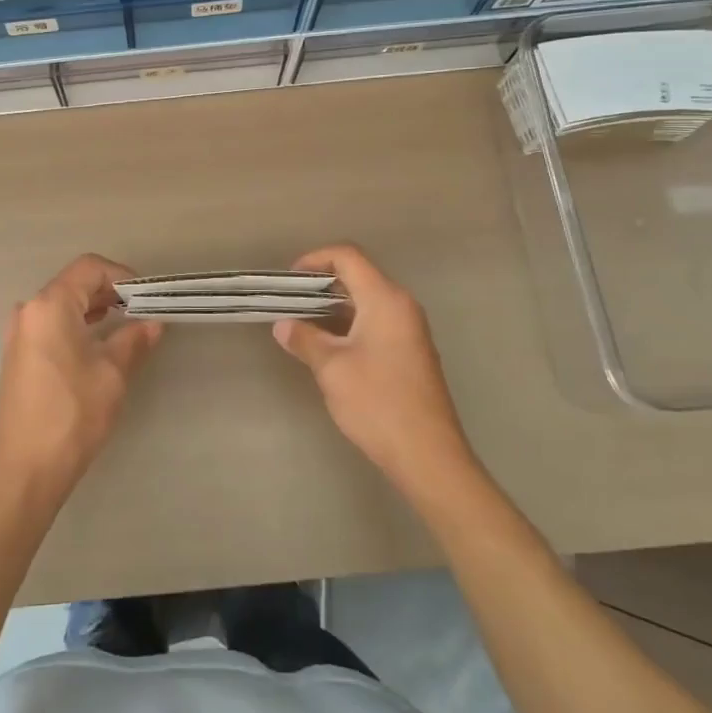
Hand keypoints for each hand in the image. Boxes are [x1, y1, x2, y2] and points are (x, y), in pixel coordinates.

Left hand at [0, 254, 162, 503]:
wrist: (26, 469)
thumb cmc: (73, 414)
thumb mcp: (112, 374)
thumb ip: (134, 340)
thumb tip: (153, 324)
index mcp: (50, 305)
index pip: (89, 268)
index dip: (122, 276)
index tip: (147, 297)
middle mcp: (29, 311)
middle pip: (74, 283)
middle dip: (110, 292)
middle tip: (142, 312)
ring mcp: (19, 333)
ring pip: (62, 305)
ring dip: (94, 309)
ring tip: (126, 326)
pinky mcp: (18, 355)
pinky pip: (51, 325)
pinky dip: (76, 325)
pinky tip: (98, 345)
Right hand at [273, 245, 479, 504]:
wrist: (428, 455)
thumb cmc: (377, 403)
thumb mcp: (332, 368)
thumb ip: (305, 339)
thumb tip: (284, 326)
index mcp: (385, 300)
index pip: (348, 257)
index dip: (315, 259)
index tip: (289, 280)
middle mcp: (402, 306)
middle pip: (358, 276)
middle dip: (321, 285)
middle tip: (289, 303)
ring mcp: (409, 330)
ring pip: (366, 302)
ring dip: (333, 308)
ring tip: (301, 326)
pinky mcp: (410, 352)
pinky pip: (375, 322)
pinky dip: (349, 325)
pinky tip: (328, 349)